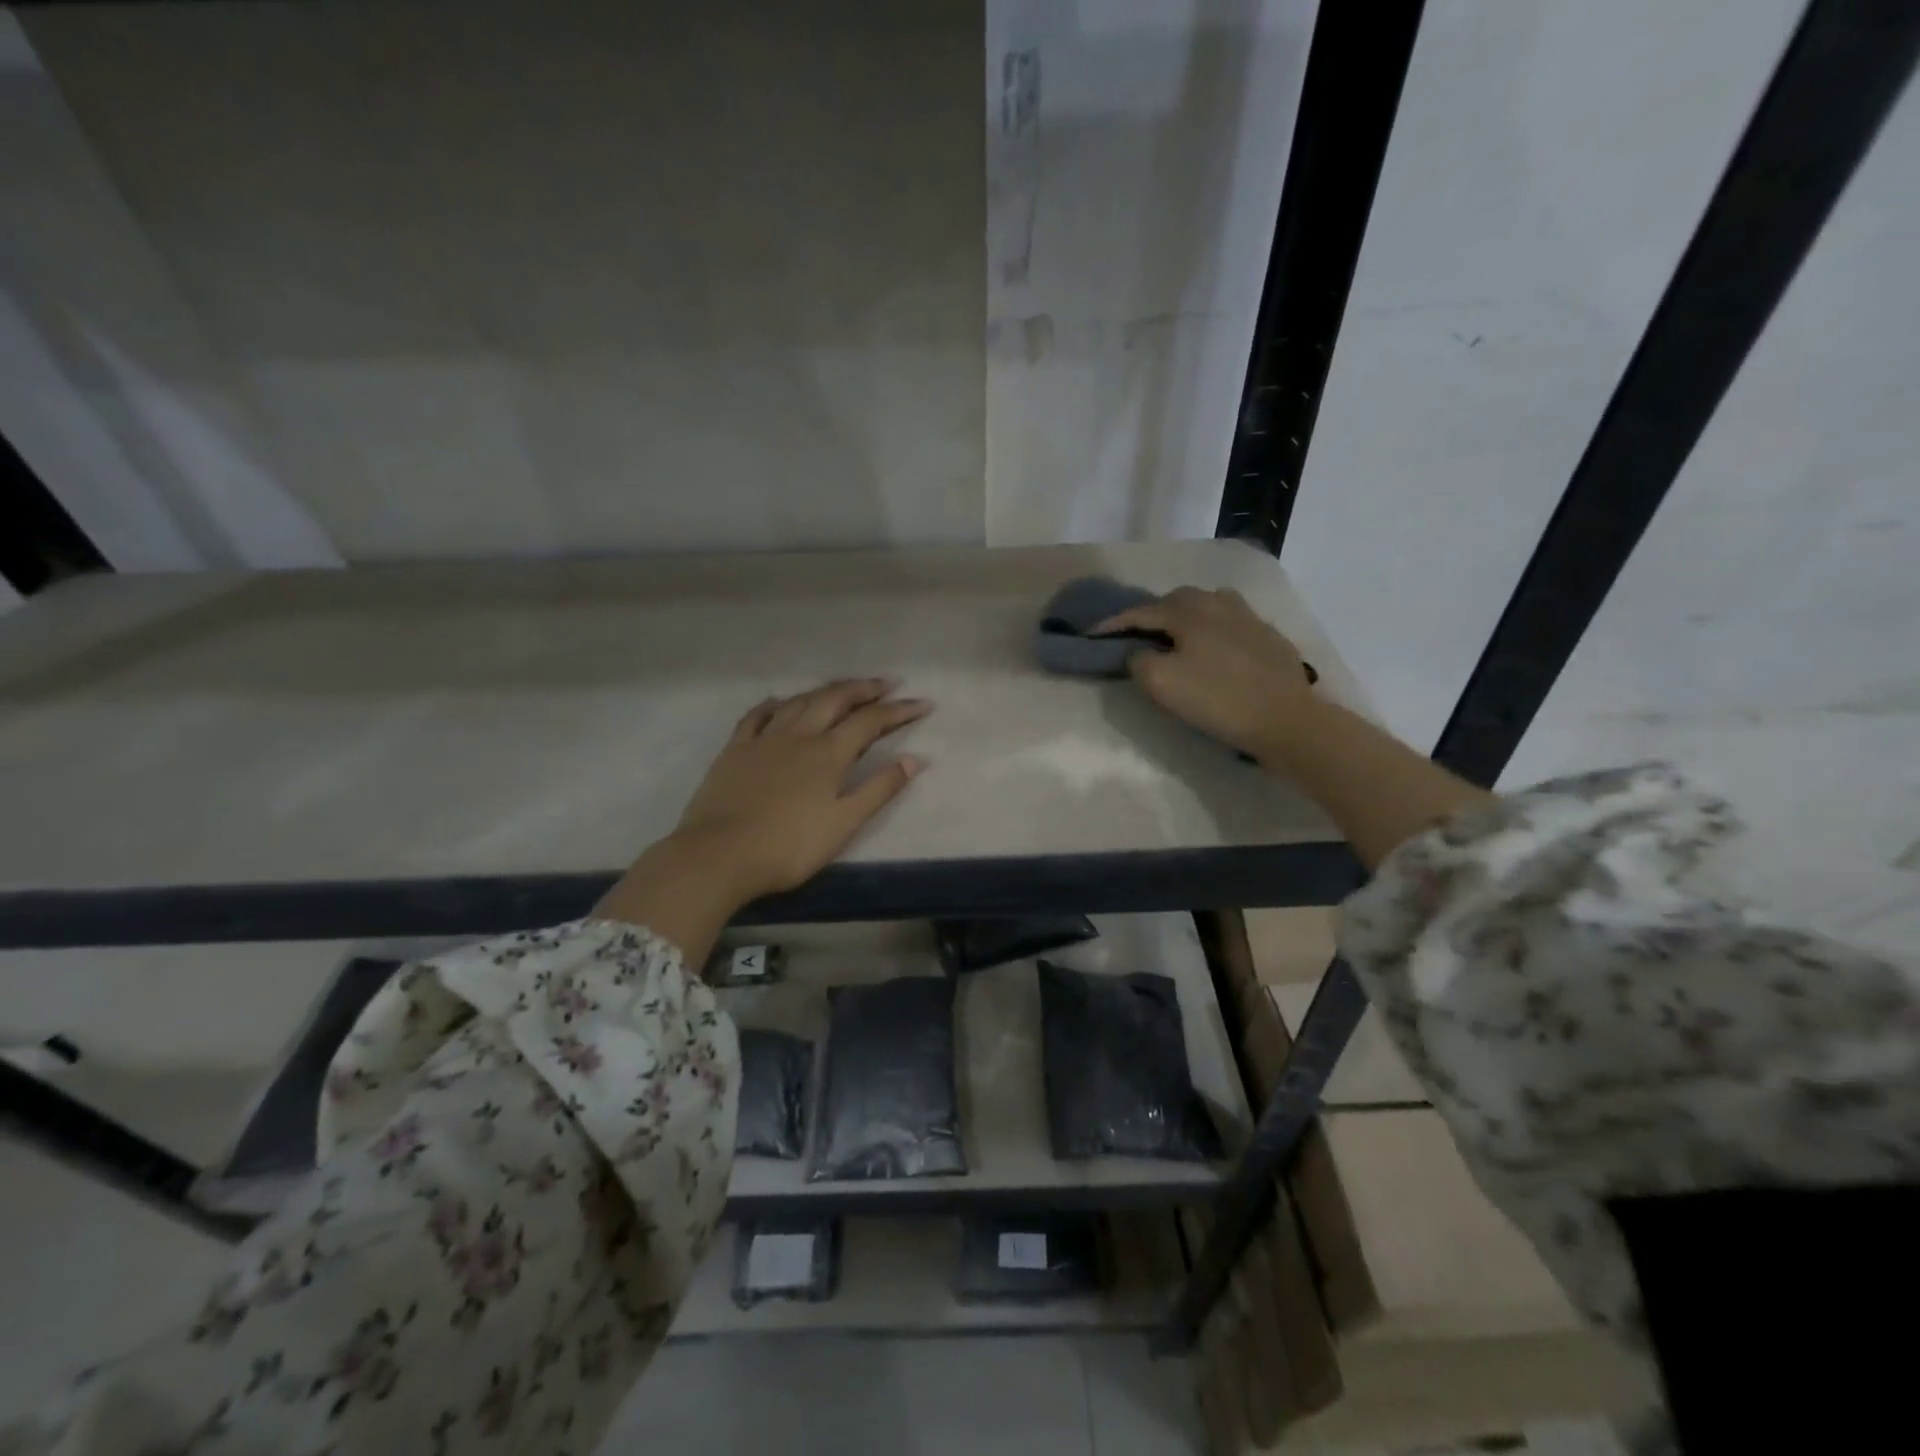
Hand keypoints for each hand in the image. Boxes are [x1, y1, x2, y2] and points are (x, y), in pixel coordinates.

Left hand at [674, 679, 928, 898]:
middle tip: (887, 683)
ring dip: (826, 691)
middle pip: (835, 700)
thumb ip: (880, 789)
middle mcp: (799, 735)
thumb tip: (916, 758)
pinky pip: (757, 715)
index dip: (900, 710)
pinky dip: (775, 704)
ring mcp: (763, 739)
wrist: (719, 855)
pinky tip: (780, 701)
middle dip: (864, 689)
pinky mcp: (735, 750)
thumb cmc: (789, 846)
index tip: (924, 703)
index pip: (871, 721)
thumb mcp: (844, 824)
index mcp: (828, 754)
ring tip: (843, 689)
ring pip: (799, 701)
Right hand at [1094, 587, 1318, 761]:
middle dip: (1153, 615)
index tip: (1092, 634)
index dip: (1113, 623)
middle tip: (1137, 637)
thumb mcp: (1161, 683)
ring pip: (1208, 606)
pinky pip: (1231, 623)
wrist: (1285, 718)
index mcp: (1189, 611)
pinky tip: (1214, 650)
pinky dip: (1213, 631)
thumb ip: (1139, 660)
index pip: (1141, 612)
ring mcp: (1248, 617)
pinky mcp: (1269, 636)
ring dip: (1186, 618)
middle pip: (1176, 601)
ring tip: (1178, 639)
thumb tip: (1139, 652)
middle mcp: (1218, 603)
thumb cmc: (1217, 699)